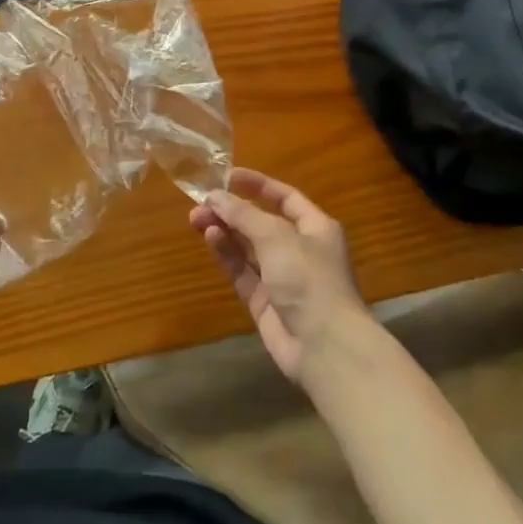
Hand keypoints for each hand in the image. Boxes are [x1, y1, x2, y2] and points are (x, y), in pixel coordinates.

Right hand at [190, 169, 371, 384]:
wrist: (325, 348)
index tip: (227, 176)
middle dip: (232, 211)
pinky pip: (242, 271)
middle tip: (201, 203)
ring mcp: (281, 277)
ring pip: (248, 247)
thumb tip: (215, 196)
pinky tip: (210, 238)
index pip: (285, 198)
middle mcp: (300, 249)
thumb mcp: (276, 236)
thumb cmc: (309, 279)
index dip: (258, 185)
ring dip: (225, 231)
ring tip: (197, 219)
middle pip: (261, 222)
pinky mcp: (264, 301)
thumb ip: (243, 214)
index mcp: (315, 228)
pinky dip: (226, 254)